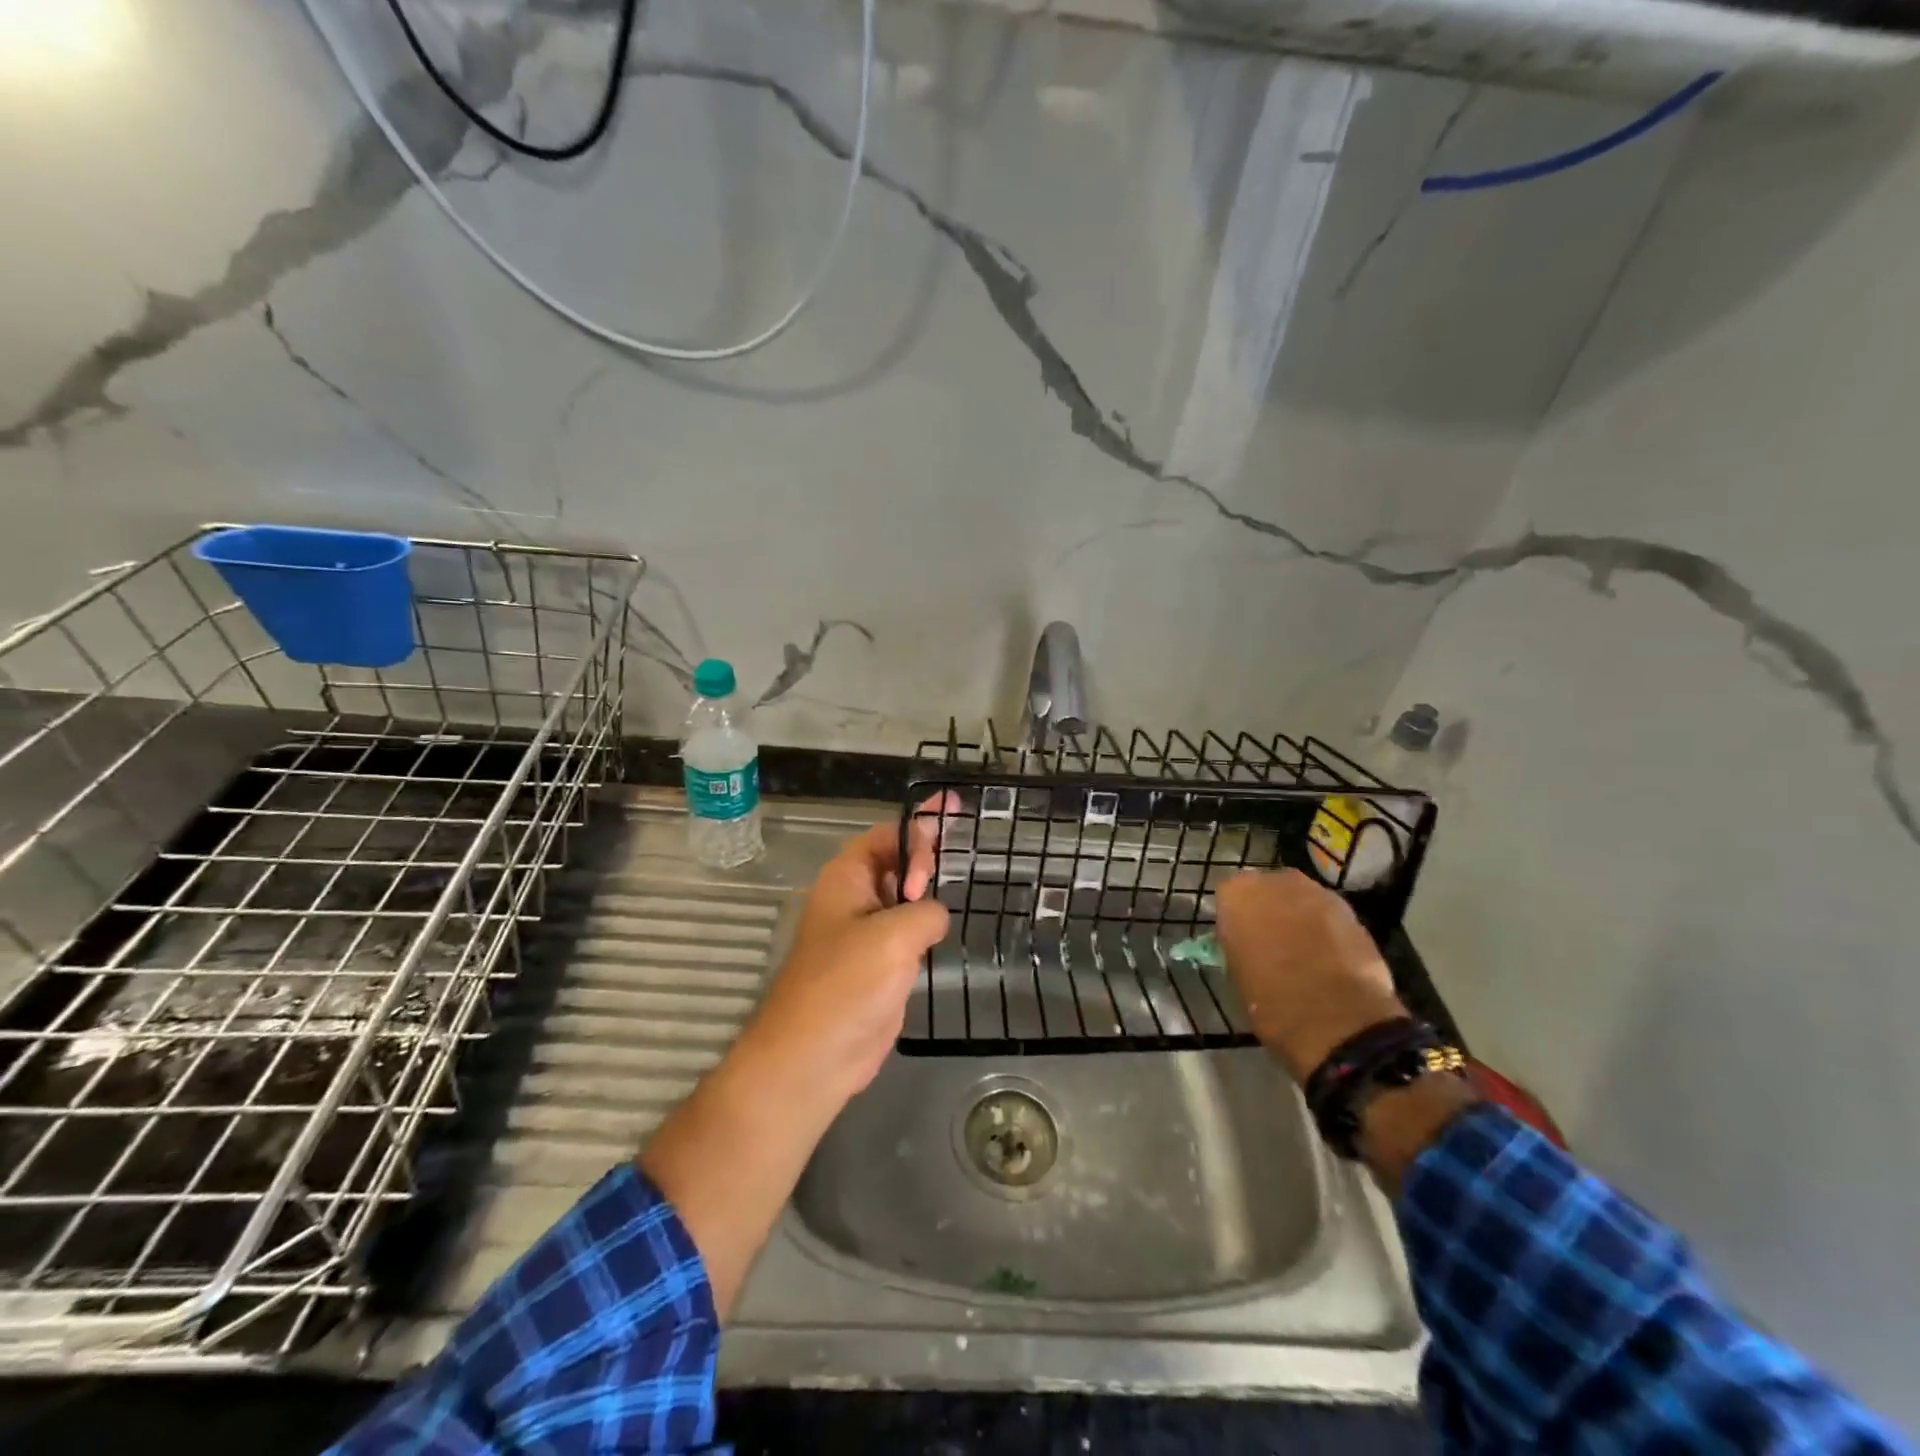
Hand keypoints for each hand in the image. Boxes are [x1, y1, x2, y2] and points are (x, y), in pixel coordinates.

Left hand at [737, 810, 950, 1101]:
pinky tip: (948, 923)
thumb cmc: (846, 985)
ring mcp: (867, 932)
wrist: (814, 1057)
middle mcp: (855, 898)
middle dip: (927, 850)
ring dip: (929, 887)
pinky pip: (908, 930)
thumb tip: (933, 917)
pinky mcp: (880, 963)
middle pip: (896, 859)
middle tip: (964, 844)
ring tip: (963, 874)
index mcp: (846, 878)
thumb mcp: (893, 936)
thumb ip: (925, 911)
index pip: (886, 836)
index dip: (917, 834)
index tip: (935, 862)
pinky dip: (928, 922)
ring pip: (904, 896)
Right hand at [1215, 869, 1405, 1083]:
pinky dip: (1326, 930)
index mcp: (1238, 894)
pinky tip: (1328, 958)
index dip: (1236, 918)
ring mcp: (1316, 892)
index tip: (1240, 938)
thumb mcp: (1236, 972)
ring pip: (1300, 899)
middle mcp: (1275, 882)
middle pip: (1267, 890)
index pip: (1229, 896)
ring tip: (1303, 951)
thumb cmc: (1271, 1001)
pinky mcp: (1350, 910)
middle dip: (1269, 910)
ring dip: (1299, 917)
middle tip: (1271, 941)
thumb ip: (1238, 943)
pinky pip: (1328, 915)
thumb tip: (1247, 942)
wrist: (1337, 1020)